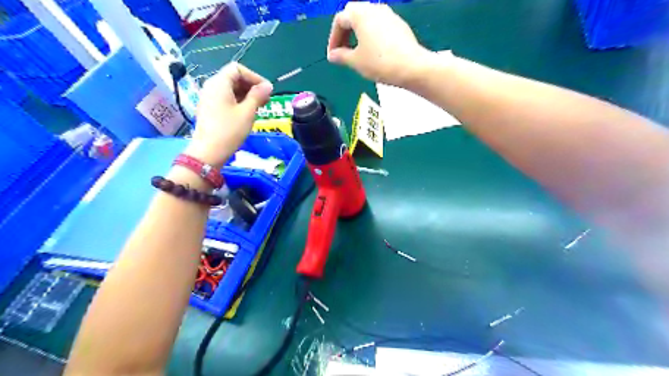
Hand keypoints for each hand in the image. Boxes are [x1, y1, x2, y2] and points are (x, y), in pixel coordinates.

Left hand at [186, 63, 270, 166]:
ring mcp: (208, 98)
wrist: (209, 152)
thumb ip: (258, 96)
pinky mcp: (209, 109)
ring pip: (230, 89)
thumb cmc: (229, 130)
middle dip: (251, 86)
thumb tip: (268, 85)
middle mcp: (211, 86)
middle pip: (233, 78)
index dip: (254, 77)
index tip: (266, 90)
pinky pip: (225, 99)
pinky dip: (238, 102)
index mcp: (219, 83)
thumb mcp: (247, 112)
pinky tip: (247, 113)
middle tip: (266, 100)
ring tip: (259, 108)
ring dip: (246, 95)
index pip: (238, 69)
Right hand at [327, 1, 431, 86]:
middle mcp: (374, 8)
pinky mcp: (400, 25)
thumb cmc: (379, 62)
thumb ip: (341, 56)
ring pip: (368, 20)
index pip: (339, 21)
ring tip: (357, 52)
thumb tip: (333, 56)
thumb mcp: (355, 61)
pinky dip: (372, 36)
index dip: (333, 39)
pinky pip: (380, 26)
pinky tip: (374, 52)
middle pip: (354, 15)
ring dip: (359, 34)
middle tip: (343, 50)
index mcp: (360, 14)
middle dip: (345, 33)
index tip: (333, 55)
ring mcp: (389, 15)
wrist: (410, 67)